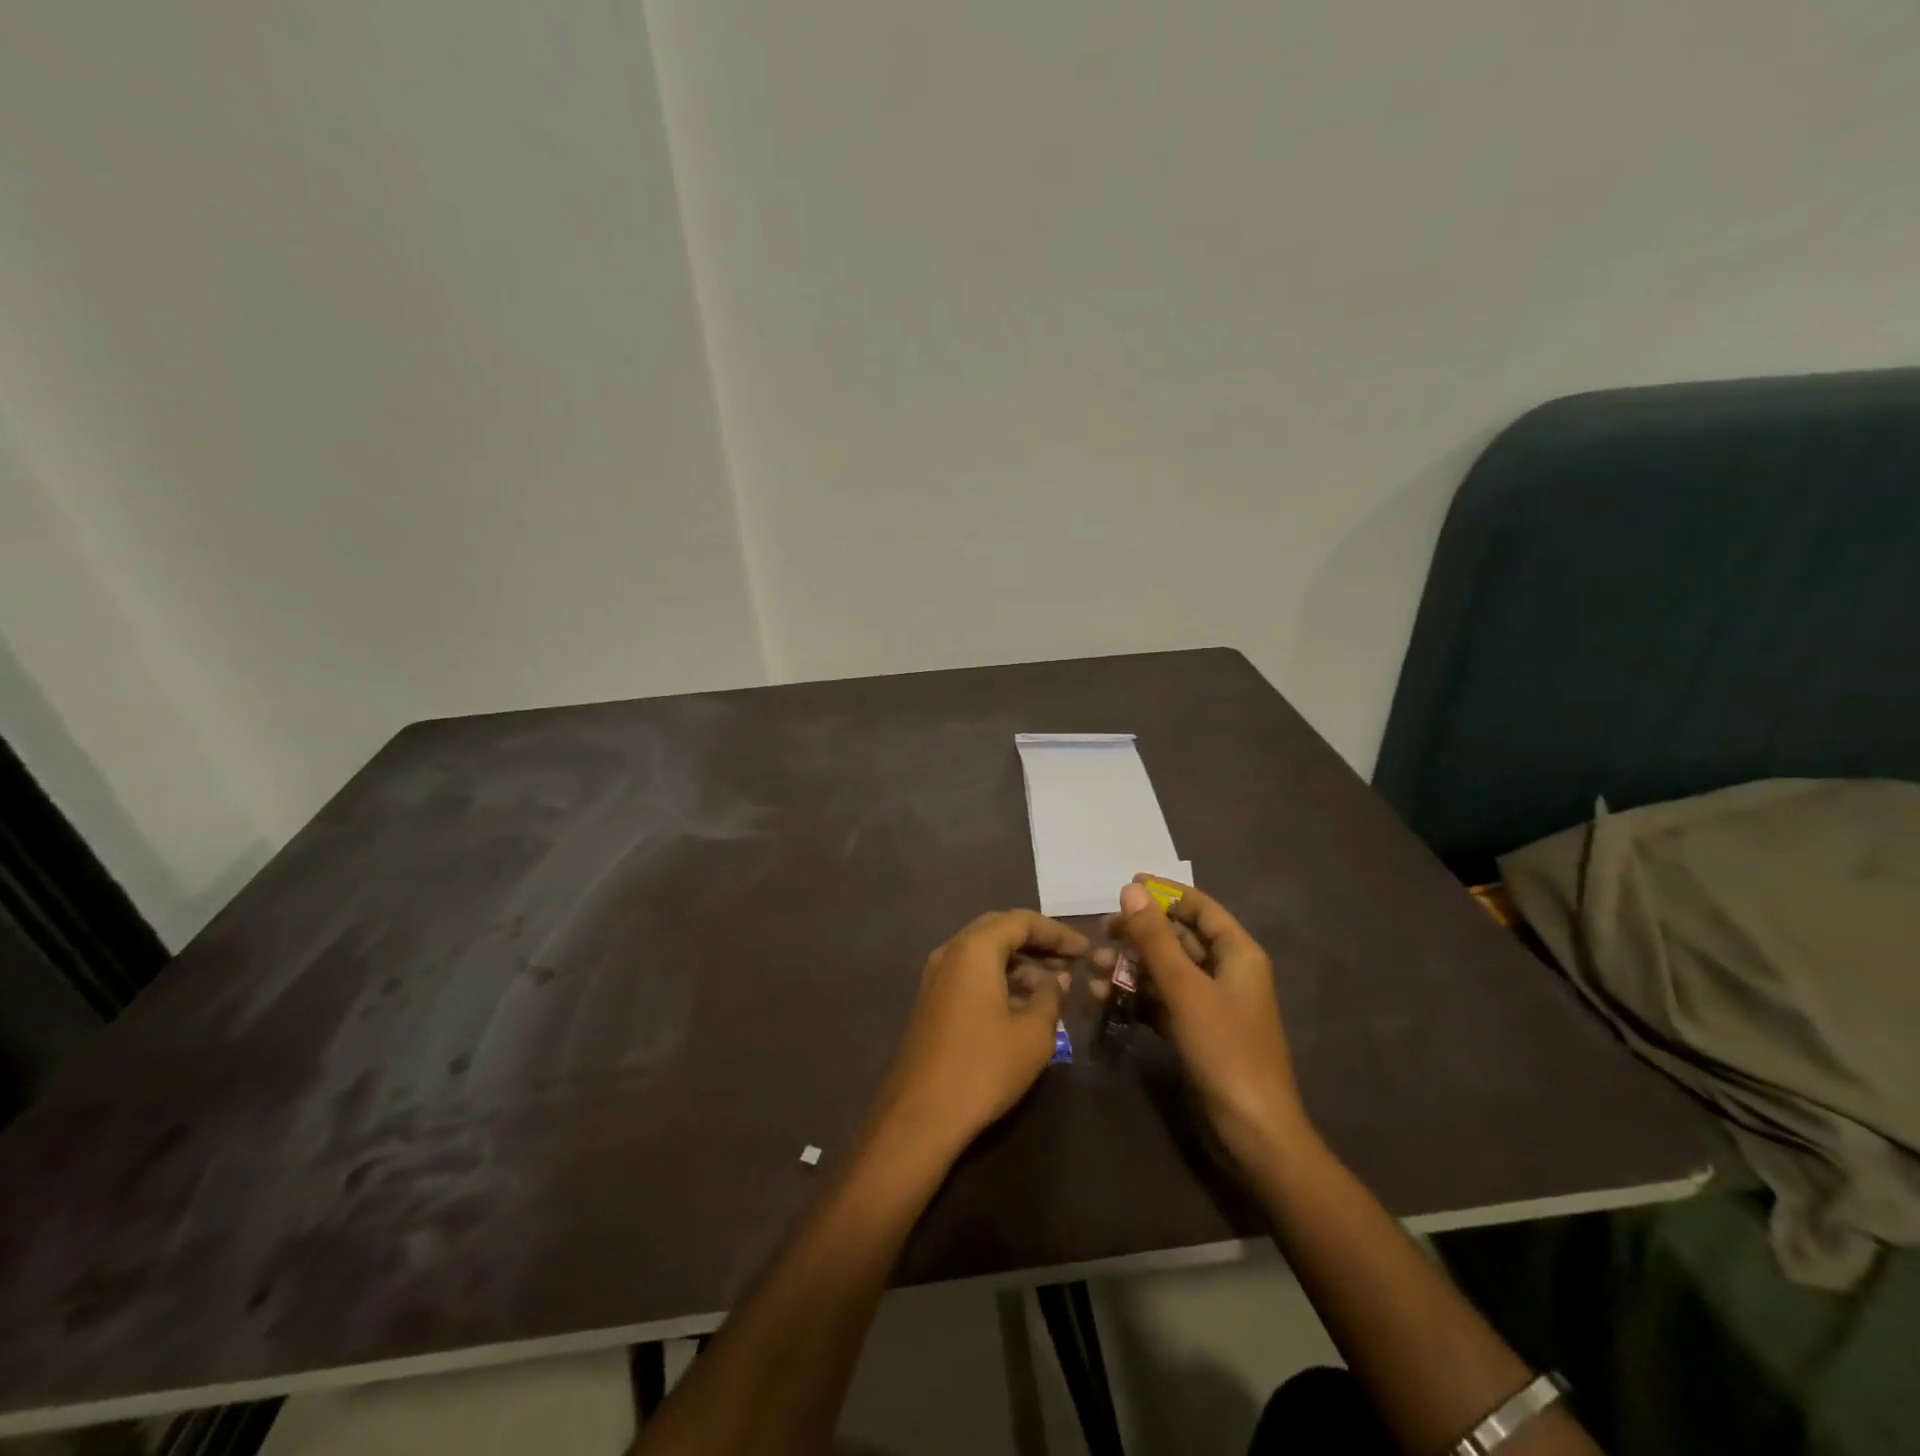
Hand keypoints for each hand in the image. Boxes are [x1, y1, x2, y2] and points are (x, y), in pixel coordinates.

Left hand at [871, 910, 1087, 1157]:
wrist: (921, 1114)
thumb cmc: (983, 1067)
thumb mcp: (1033, 1033)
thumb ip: (1050, 996)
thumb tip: (1058, 978)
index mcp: (974, 949)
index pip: (1021, 921)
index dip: (1057, 932)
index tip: (1085, 949)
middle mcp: (950, 952)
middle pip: (998, 930)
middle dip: (1036, 942)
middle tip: (1069, 960)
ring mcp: (935, 977)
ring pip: (982, 953)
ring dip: (1018, 962)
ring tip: (1052, 984)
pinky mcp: (931, 1001)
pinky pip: (969, 974)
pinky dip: (998, 977)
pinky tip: (1021, 1003)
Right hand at [1099, 876, 1310, 1172]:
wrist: (1252, 1133)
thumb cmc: (1225, 1050)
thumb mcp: (1185, 989)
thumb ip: (1155, 938)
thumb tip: (1130, 888)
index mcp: (1237, 953)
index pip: (1199, 907)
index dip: (1164, 894)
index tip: (1124, 886)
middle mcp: (1225, 972)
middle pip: (1178, 938)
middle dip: (1138, 935)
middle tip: (1100, 935)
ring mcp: (1210, 1003)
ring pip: (1165, 971)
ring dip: (1130, 968)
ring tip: (1093, 972)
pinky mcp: (1195, 1031)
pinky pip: (1160, 1001)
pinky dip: (1135, 998)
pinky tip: (1104, 1001)